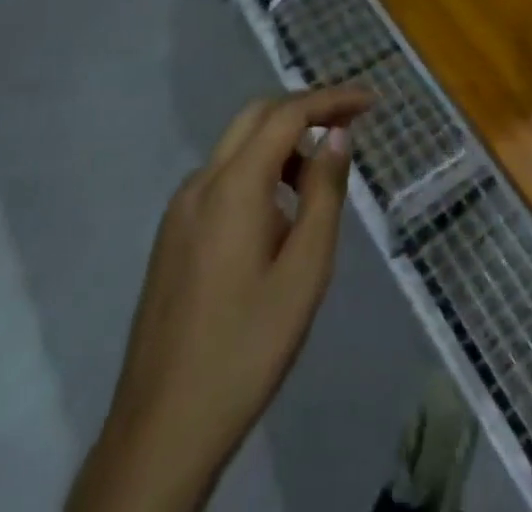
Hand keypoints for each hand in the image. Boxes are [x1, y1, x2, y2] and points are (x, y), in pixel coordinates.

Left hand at [68, 85, 371, 511]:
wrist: (161, 430)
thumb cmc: (247, 348)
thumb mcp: (304, 272)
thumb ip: (324, 193)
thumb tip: (337, 135)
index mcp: (233, 185)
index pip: (288, 114)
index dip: (331, 100)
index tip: (370, 101)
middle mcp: (201, 183)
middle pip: (256, 117)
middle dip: (304, 110)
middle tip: (348, 126)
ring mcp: (180, 210)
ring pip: (237, 147)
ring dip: (280, 144)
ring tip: (318, 183)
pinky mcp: (172, 236)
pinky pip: (221, 179)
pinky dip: (257, 172)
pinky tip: (277, 217)